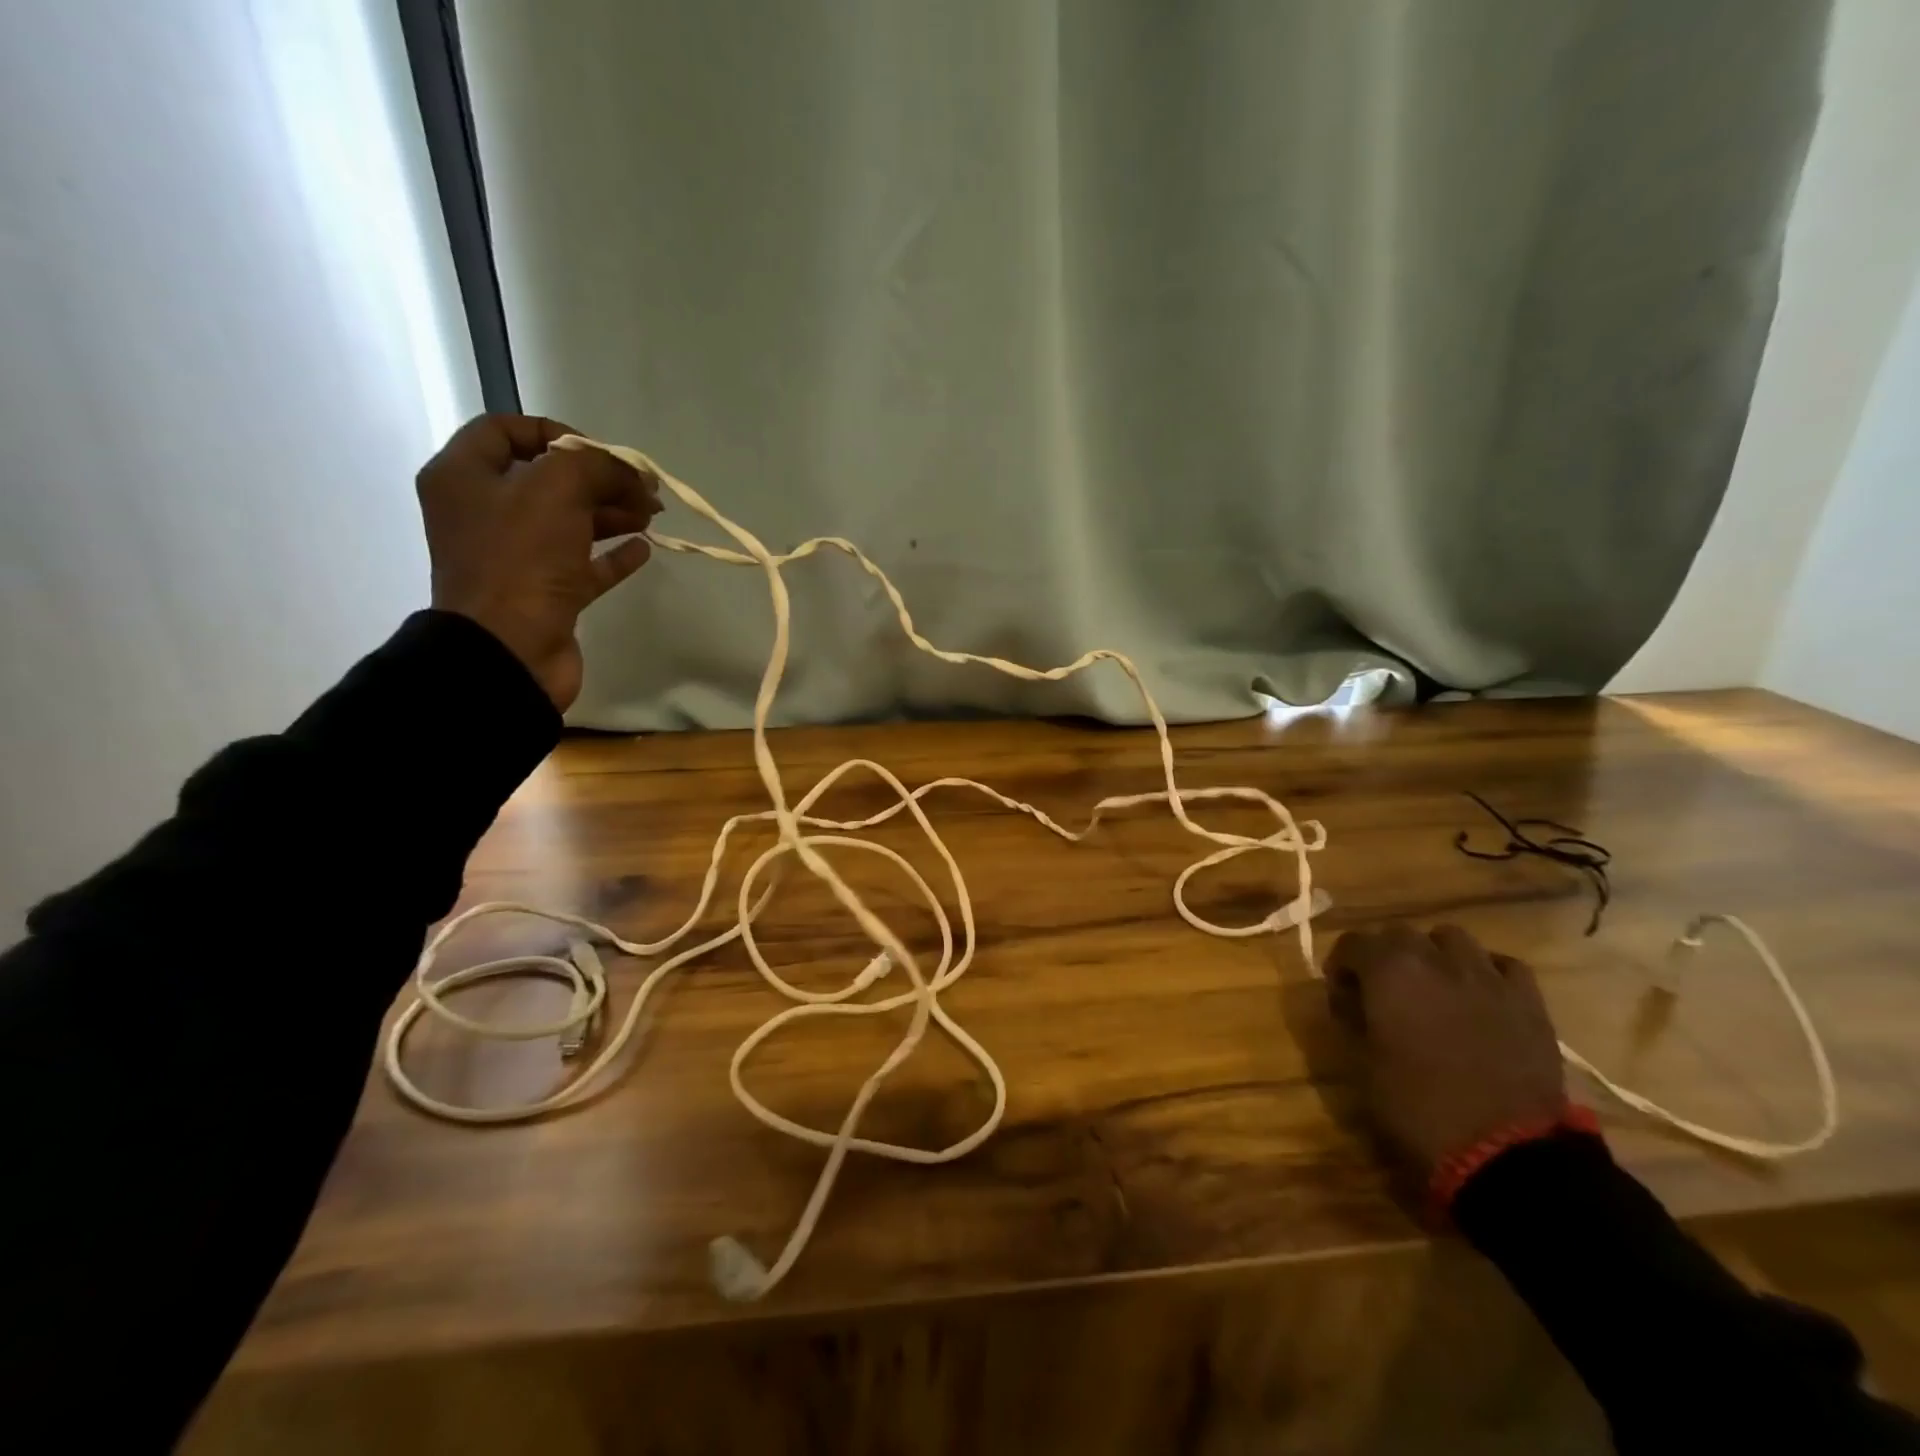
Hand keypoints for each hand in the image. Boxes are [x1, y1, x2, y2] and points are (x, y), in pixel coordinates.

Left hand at [418, 414, 660, 710]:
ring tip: (653, 515)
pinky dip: (613, 555)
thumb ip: (595, 466)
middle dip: (600, 479)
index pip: (506, 430)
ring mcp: (515, 557)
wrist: (510, 651)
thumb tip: (629, 472)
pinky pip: (583, 566)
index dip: (557, 433)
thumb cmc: (521, 559)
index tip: (602, 453)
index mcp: (465, 477)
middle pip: (549, 480)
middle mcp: (485, 513)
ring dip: (612, 514)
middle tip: (645, 488)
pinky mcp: (545, 595)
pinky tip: (644, 549)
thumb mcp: (556, 490)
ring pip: (570, 523)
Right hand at [1325, 924, 1566, 1182]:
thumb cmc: (1418, 1108)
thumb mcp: (1361, 1065)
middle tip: (1382, 988)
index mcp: (1388, 971)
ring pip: (1452, 939)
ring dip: (1434, 954)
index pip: (1352, 942)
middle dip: (1384, 953)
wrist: (1507, 1153)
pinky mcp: (1528, 1002)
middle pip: (1400, 933)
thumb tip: (1348, 997)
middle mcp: (1435, 959)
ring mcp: (1487, 977)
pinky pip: (1502, 965)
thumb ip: (1350, 1018)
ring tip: (1432, 985)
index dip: (1341, 963)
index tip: (1340, 990)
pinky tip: (1479, 994)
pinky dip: (1485, 970)